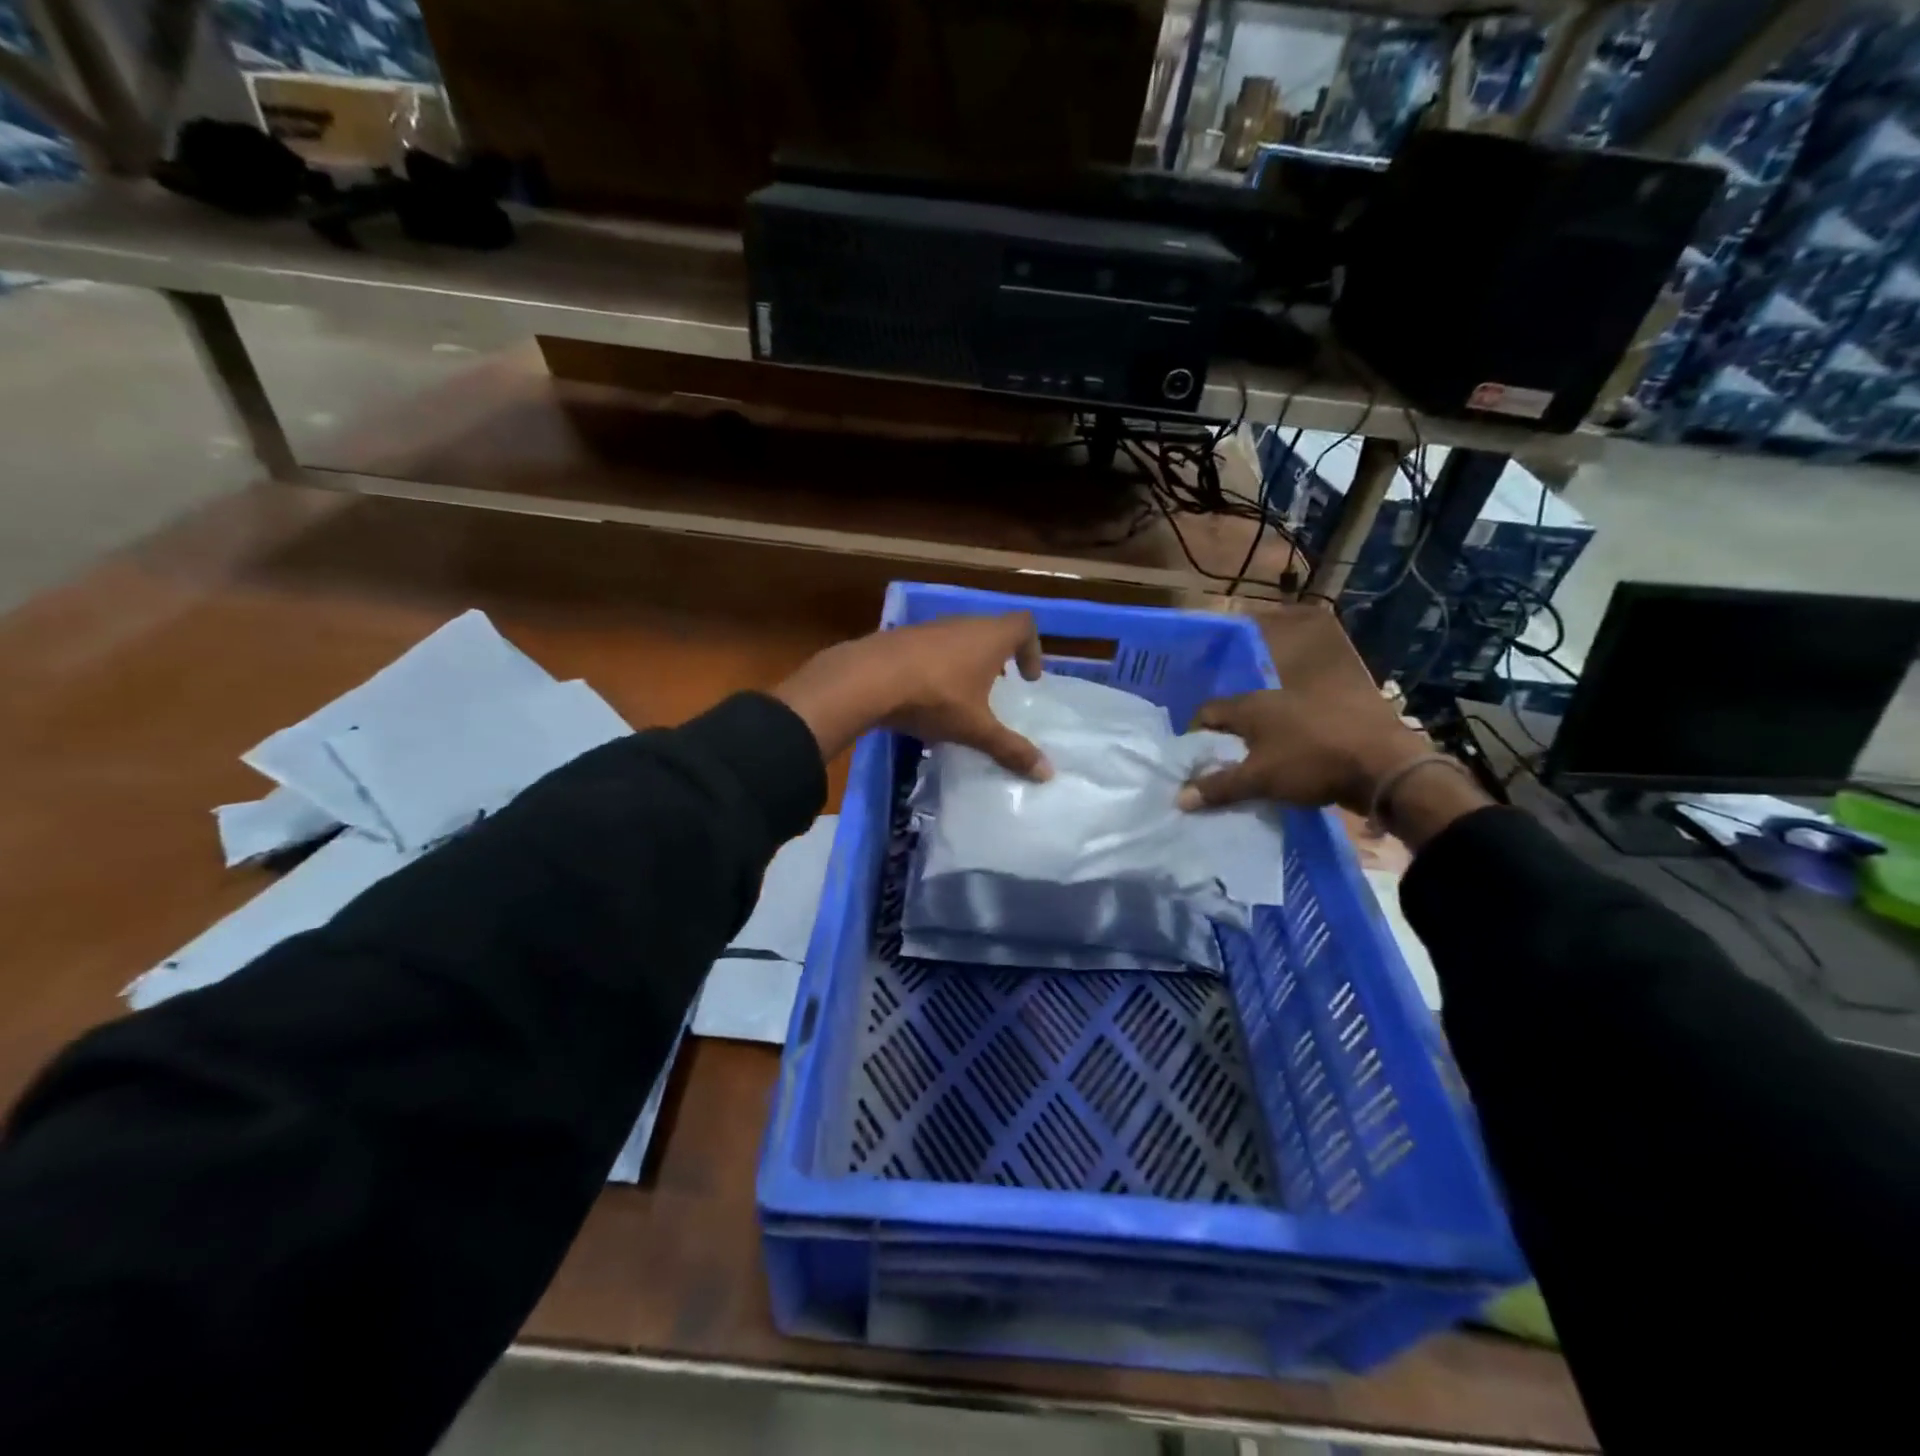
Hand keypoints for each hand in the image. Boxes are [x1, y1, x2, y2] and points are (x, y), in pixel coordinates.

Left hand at [772, 612, 1052, 776]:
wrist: (867, 679)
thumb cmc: (935, 698)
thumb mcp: (976, 728)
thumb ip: (1010, 749)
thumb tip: (1048, 773)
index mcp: (990, 637)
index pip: (1024, 625)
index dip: (1033, 648)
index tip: (1028, 678)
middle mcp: (963, 624)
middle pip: (991, 629)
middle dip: (1000, 657)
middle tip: (1000, 687)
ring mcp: (929, 627)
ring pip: (959, 637)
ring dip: (967, 660)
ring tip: (963, 694)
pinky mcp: (901, 637)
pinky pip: (931, 647)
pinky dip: (938, 664)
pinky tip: (926, 694)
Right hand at [1176, 606, 1434, 816]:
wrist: (1386, 764)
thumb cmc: (1310, 763)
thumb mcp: (1258, 779)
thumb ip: (1218, 787)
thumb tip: (1178, 798)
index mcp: (1252, 704)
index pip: (1207, 711)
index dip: (1194, 734)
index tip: (1192, 761)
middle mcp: (1275, 697)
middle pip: (1238, 717)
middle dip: (1226, 742)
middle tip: (1219, 771)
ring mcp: (1307, 706)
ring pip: (1268, 725)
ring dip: (1257, 746)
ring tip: (1253, 774)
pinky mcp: (1332, 720)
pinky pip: (1294, 733)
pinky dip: (1284, 749)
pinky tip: (1289, 771)